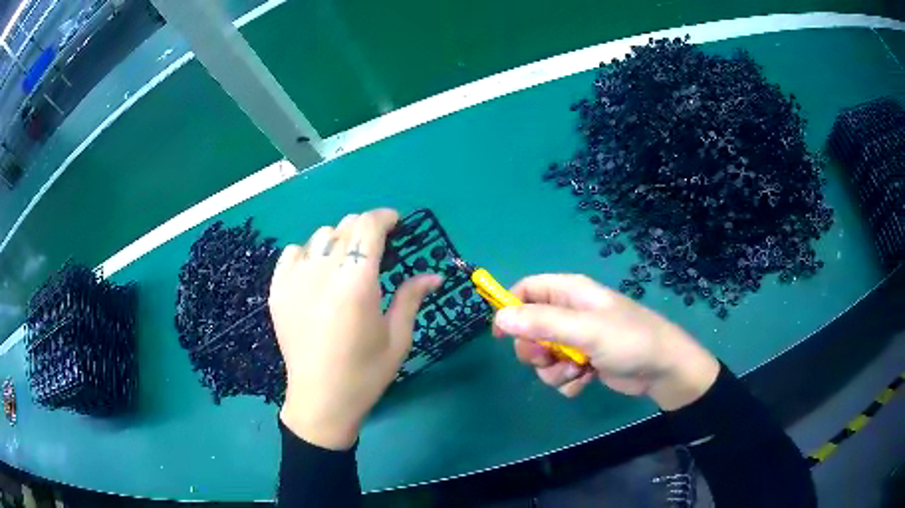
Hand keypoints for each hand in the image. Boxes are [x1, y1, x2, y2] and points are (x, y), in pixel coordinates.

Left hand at [269, 208, 441, 449]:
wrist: (320, 401)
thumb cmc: (365, 374)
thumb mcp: (398, 338)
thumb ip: (411, 297)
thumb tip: (434, 275)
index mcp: (356, 284)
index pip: (368, 227)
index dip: (385, 217)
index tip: (396, 224)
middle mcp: (322, 273)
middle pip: (345, 226)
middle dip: (366, 229)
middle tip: (378, 249)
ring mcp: (294, 280)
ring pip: (320, 235)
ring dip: (339, 240)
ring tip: (347, 263)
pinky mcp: (277, 290)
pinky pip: (293, 252)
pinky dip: (309, 253)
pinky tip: (317, 272)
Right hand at [492, 274, 719, 410]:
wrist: (662, 370)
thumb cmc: (628, 340)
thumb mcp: (586, 330)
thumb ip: (543, 323)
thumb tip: (500, 317)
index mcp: (570, 292)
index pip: (527, 289)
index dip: (510, 308)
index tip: (501, 335)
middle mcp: (570, 313)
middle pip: (530, 328)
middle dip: (535, 349)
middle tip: (548, 357)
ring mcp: (577, 340)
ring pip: (543, 356)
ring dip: (553, 370)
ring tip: (576, 371)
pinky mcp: (584, 362)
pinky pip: (559, 373)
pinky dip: (567, 381)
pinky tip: (586, 381)